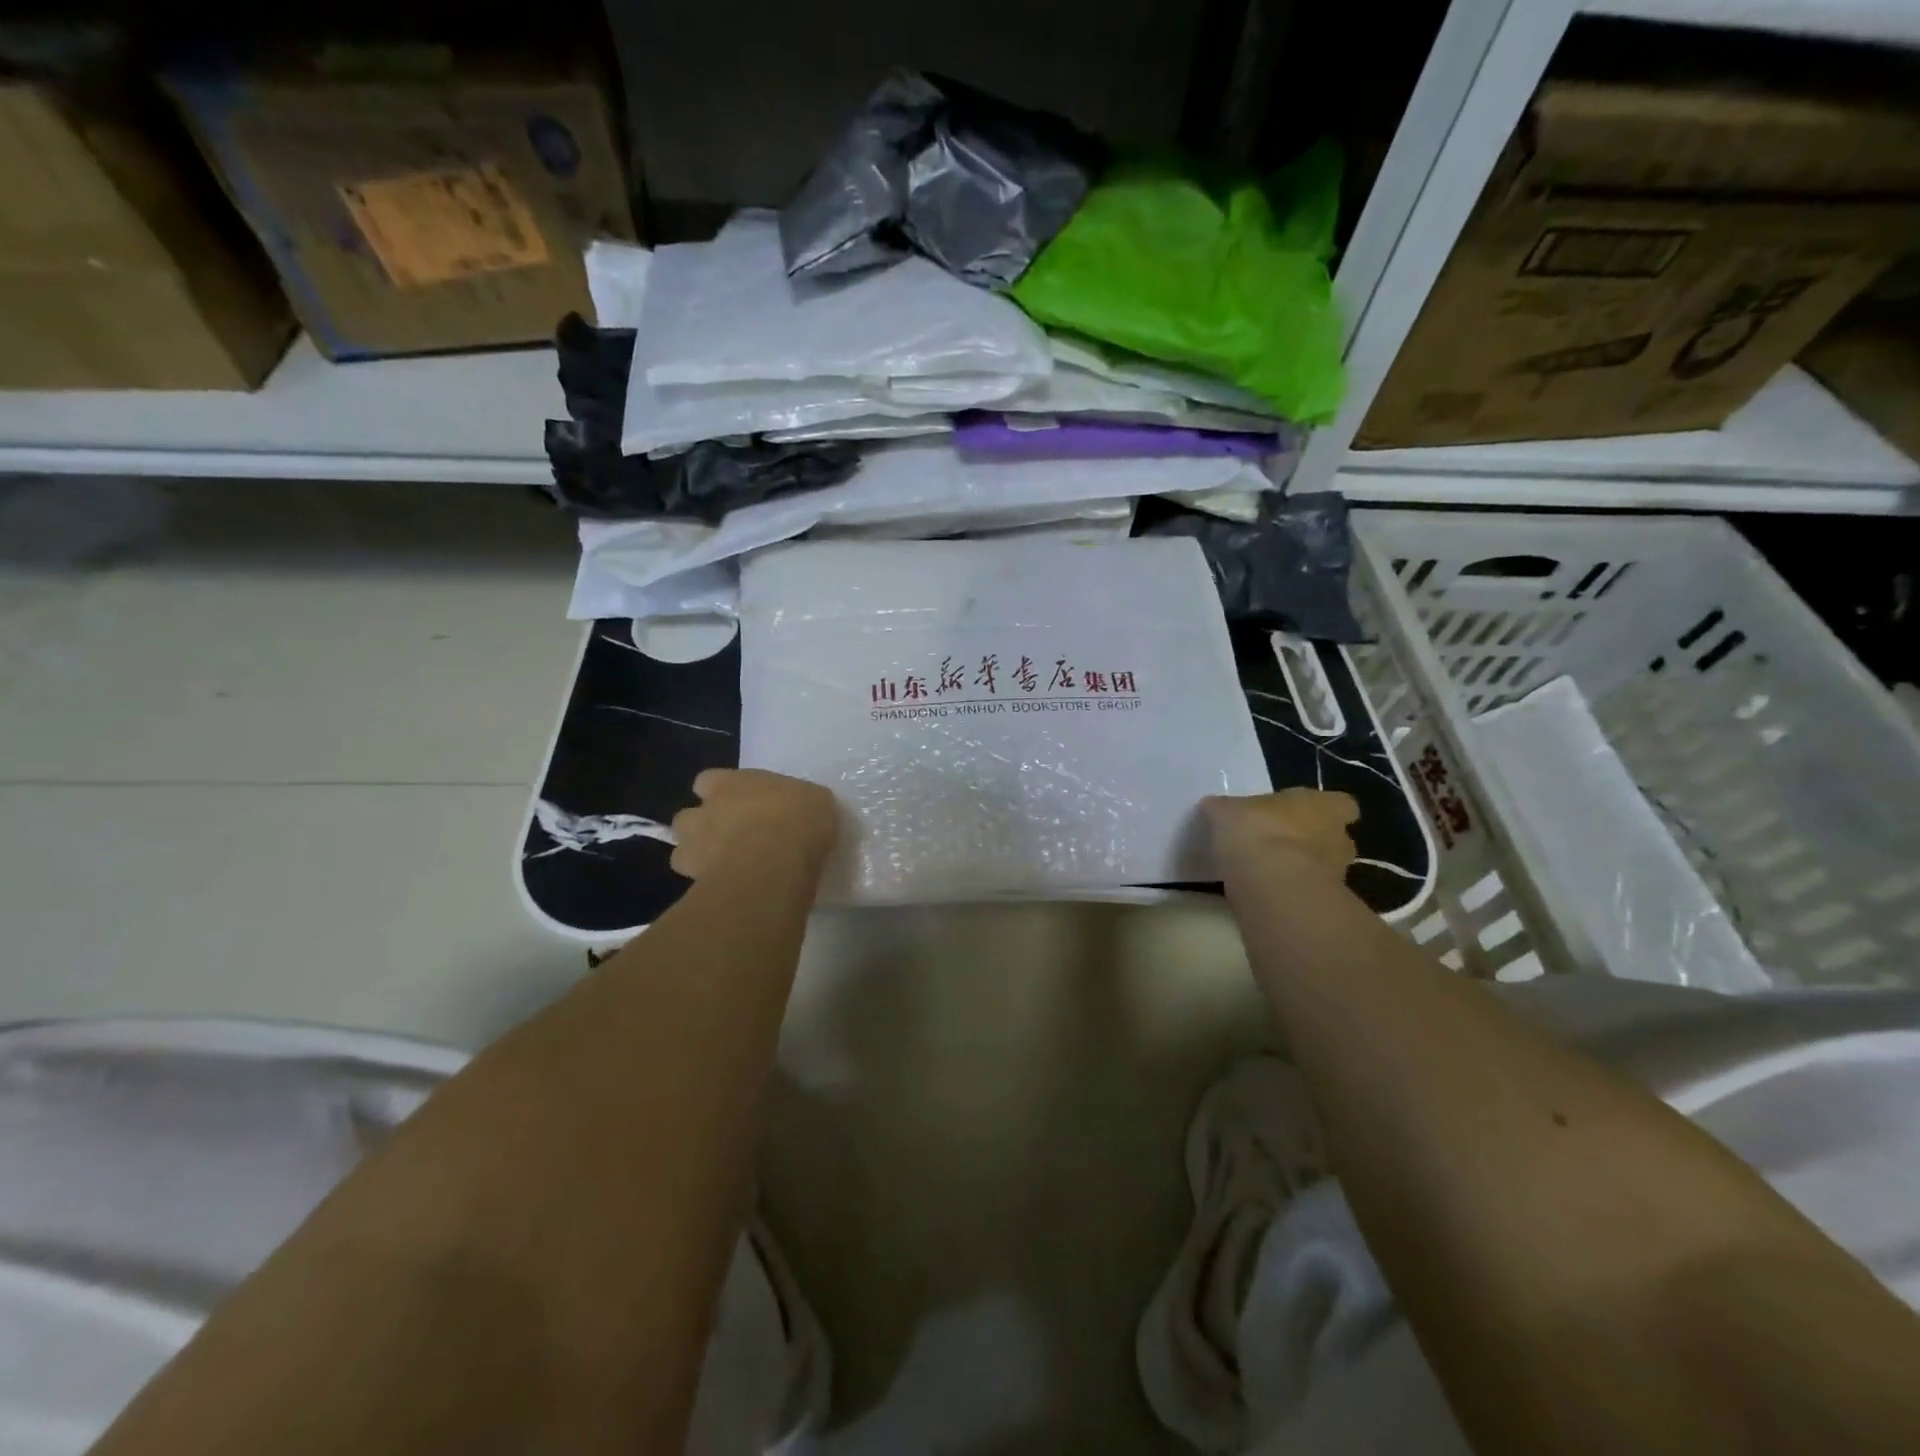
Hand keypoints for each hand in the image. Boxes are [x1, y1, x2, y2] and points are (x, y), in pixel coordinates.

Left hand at [669, 769, 838, 880]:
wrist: (777, 861)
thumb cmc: (796, 817)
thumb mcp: (814, 799)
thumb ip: (797, 802)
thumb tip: (802, 809)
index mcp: (727, 783)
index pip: (706, 781)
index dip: (721, 793)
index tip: (740, 804)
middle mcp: (703, 813)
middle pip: (687, 819)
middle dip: (703, 829)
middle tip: (732, 841)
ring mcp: (694, 849)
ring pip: (683, 855)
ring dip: (700, 860)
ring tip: (729, 871)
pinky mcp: (697, 883)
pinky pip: (697, 886)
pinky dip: (711, 888)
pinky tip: (735, 892)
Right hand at [1203, 789, 1357, 880]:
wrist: (1273, 885)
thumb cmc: (1257, 832)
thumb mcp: (1227, 812)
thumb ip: (1225, 809)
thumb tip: (1214, 806)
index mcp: (1322, 806)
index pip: (1340, 804)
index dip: (1322, 809)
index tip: (1297, 815)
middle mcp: (1337, 837)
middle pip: (1333, 837)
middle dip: (1311, 841)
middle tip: (1278, 845)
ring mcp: (1337, 874)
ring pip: (1324, 868)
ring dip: (1302, 869)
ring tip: (1269, 873)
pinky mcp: (1324, 904)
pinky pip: (1309, 893)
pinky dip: (1292, 893)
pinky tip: (1266, 893)